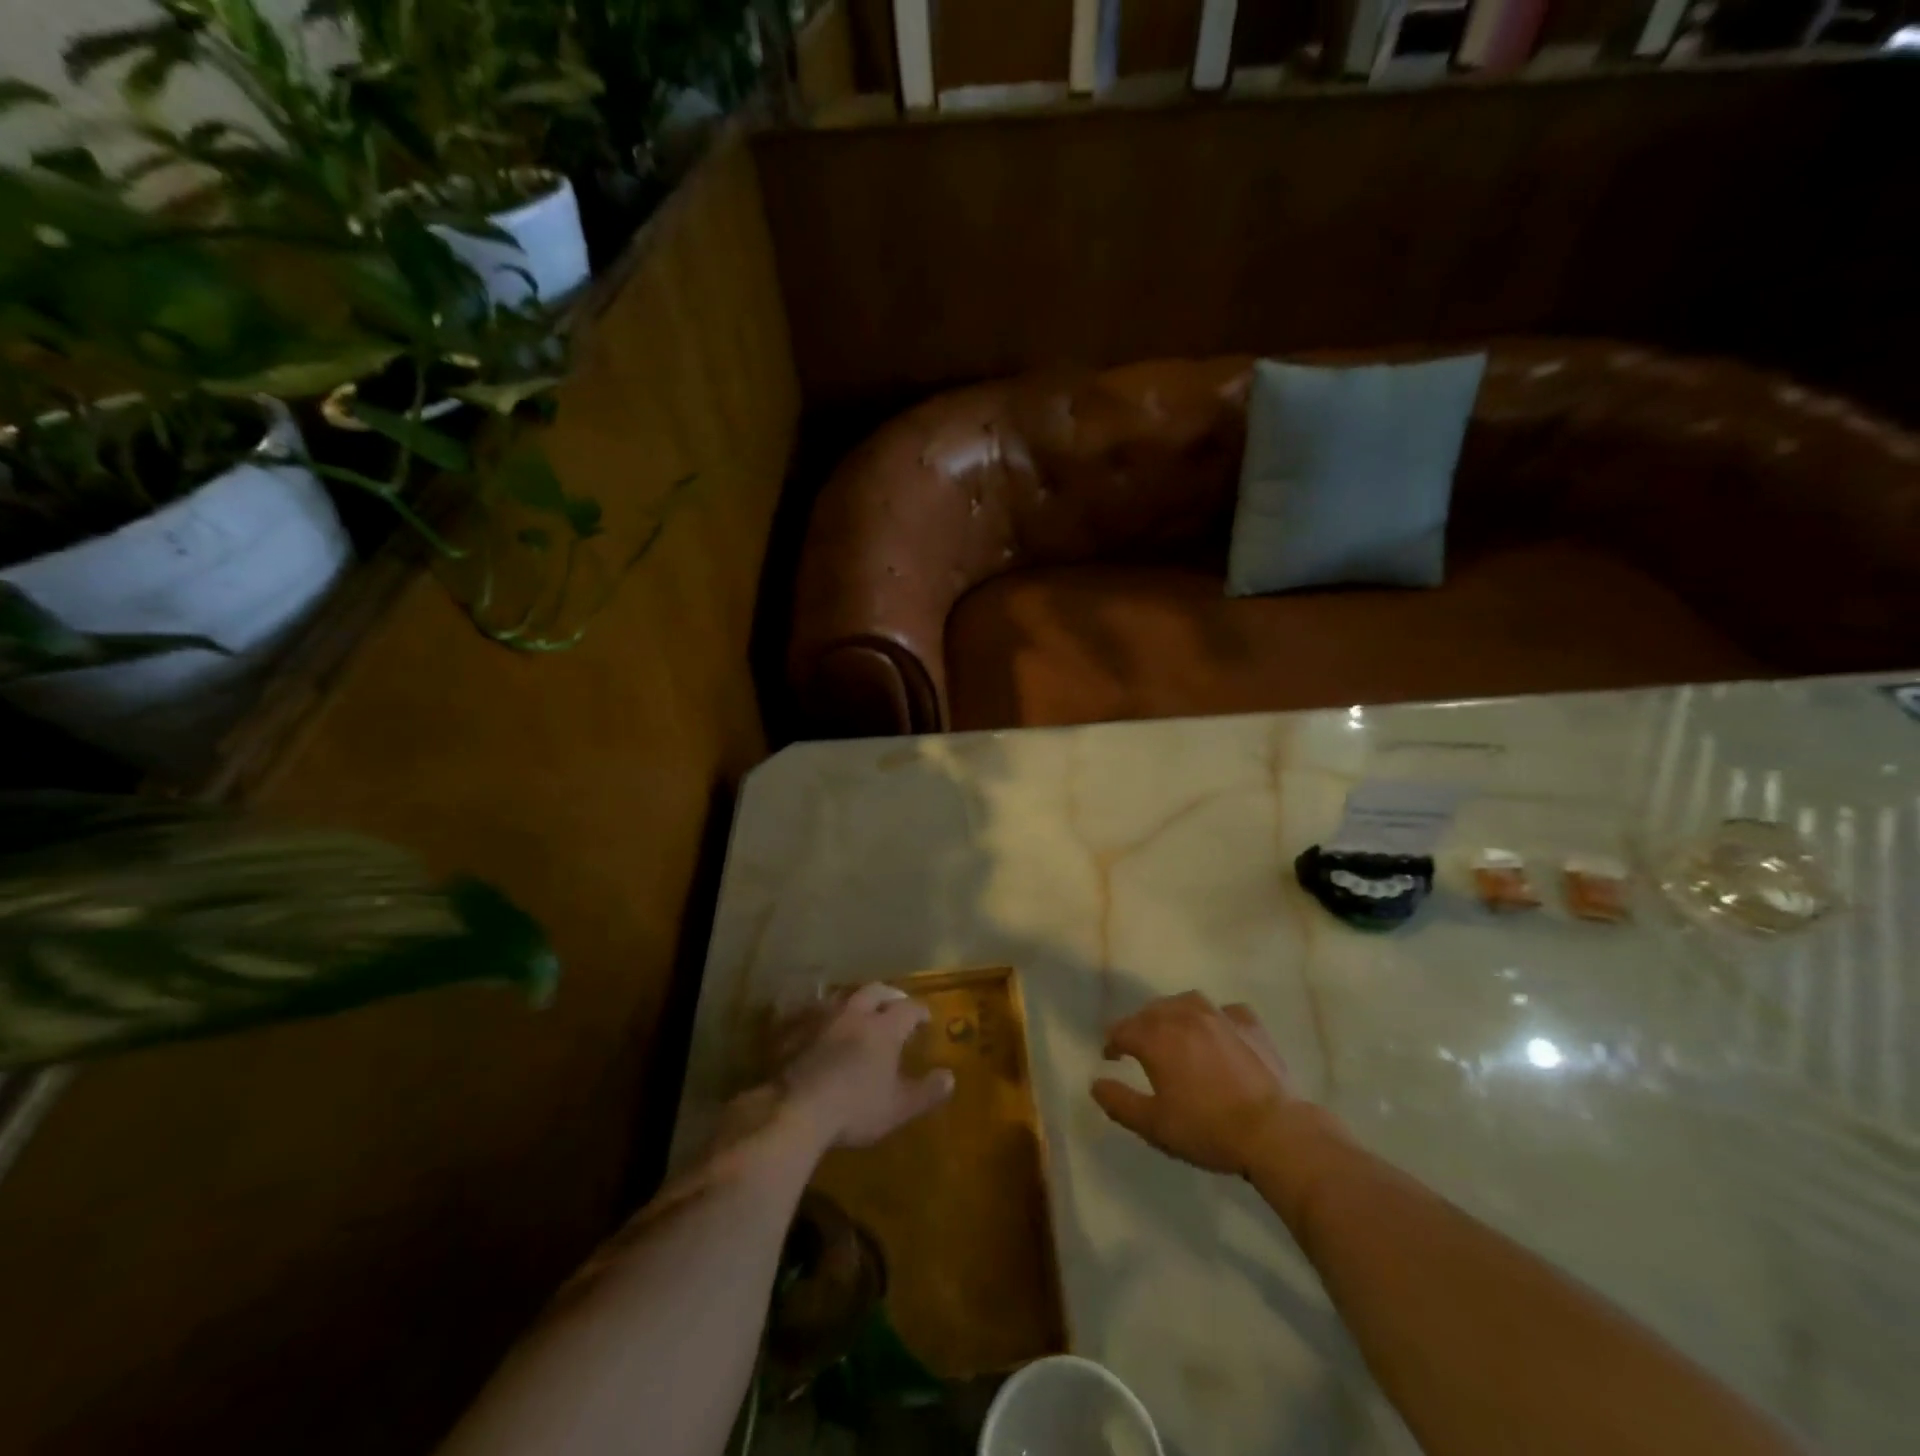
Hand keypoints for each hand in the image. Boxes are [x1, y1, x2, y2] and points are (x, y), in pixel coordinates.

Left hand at [776, 983, 954, 1151]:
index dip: (920, 1011)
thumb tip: (949, 1077)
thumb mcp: (898, 1107)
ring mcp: (823, 1019)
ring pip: (843, 996)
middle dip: (889, 995)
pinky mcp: (796, 1030)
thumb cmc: (856, 1108)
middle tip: (896, 1004)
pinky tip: (823, 1026)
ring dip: (856, 1000)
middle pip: (875, 991)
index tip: (926, 1018)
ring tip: (860, 1011)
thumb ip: (926, 1092)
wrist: (797, 1109)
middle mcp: (855, 1014)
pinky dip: (824, 1015)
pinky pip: (813, 1012)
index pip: (908, 1008)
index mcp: (884, 1028)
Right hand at [1092, 992, 1331, 1179]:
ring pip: (1185, 1002)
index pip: (1122, 1030)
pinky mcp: (1249, 1023)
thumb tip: (1095, 1084)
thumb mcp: (1154, 1125)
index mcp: (1156, 1037)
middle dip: (1140, 1026)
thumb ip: (1119, 1102)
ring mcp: (1219, 1015)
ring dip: (1173, 1014)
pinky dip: (1214, 1018)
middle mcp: (1183, 1015)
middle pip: (1151, 1011)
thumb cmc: (1207, 1128)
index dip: (1113, 1043)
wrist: (1273, 1131)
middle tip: (1139, 1047)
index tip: (1111, 1057)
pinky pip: (1224, 1012)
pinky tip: (1218, 1033)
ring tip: (1174, 1032)